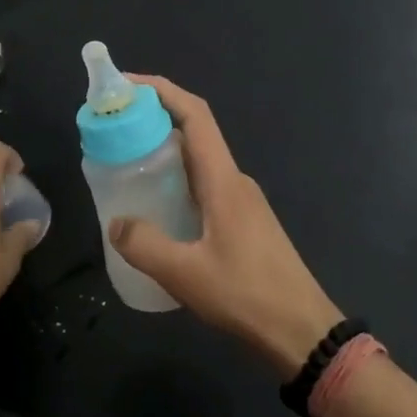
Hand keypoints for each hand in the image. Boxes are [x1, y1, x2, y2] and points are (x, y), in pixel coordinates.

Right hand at [107, 76, 342, 373]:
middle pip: (193, 132)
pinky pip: (202, 185)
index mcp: (223, 180)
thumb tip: (116, 223)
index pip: (195, 115)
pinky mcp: (242, 221)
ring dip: (163, 151)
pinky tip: (154, 207)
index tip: (126, 84)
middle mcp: (233, 180)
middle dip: (154, 119)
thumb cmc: (248, 296)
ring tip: (124, 162)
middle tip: (113, 128)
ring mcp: (241, 201)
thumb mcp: (186, 275)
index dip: (162, 91)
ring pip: (197, 161)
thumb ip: (145, 245)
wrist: (303, 332)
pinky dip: (175, 180)